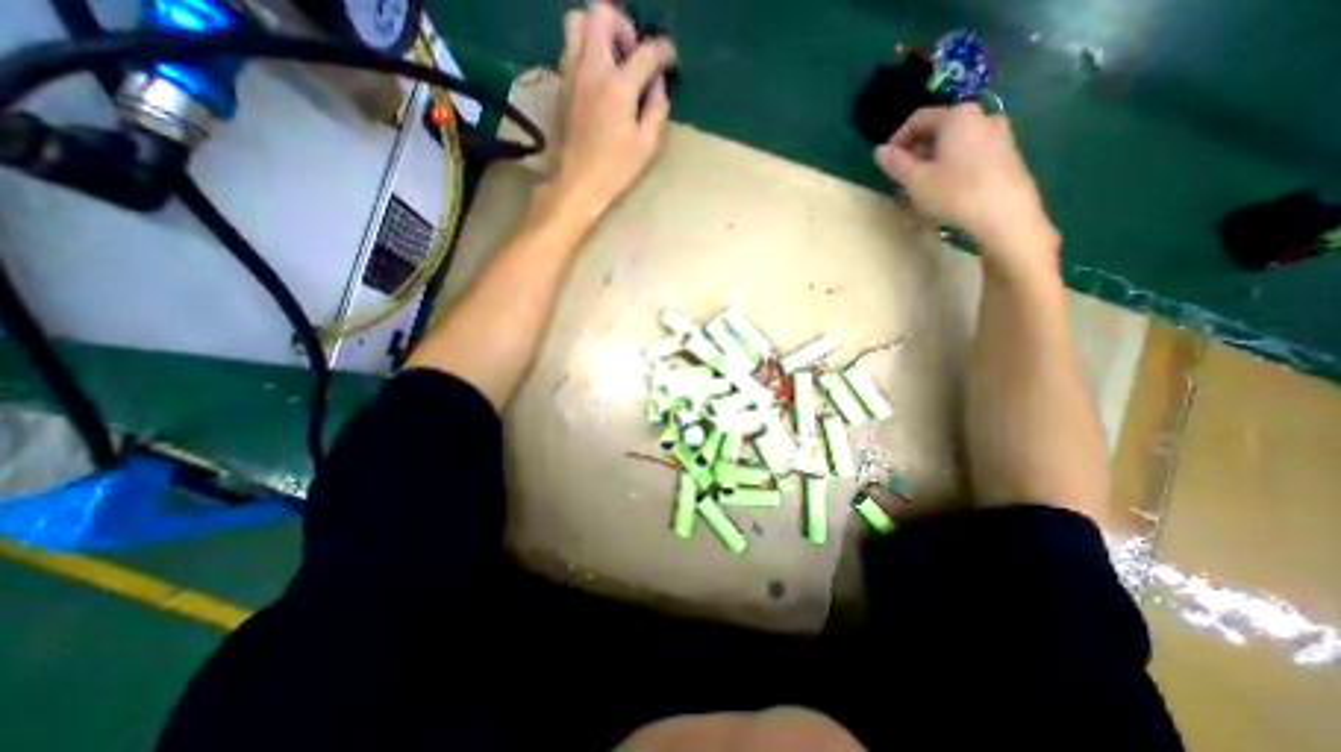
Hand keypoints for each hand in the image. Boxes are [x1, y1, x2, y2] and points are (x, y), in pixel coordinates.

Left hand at [537, 3, 675, 223]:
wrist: (577, 183)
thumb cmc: (615, 169)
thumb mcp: (646, 145)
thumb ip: (656, 109)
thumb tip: (658, 85)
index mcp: (618, 87)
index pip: (646, 52)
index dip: (663, 51)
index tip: (670, 60)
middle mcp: (591, 69)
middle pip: (601, 14)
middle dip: (623, 26)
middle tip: (633, 54)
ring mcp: (572, 74)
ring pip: (577, 22)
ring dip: (599, 31)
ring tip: (613, 60)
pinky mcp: (562, 85)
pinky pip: (570, 48)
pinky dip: (586, 50)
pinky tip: (598, 79)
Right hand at [877, 106, 1065, 277]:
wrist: (1005, 214)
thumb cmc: (954, 193)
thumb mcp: (916, 181)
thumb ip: (896, 163)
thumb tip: (879, 151)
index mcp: (957, 117)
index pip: (918, 119)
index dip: (897, 140)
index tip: (887, 163)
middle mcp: (981, 116)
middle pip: (939, 127)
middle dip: (916, 149)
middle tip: (902, 175)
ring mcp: (999, 133)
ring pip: (955, 140)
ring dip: (934, 158)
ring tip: (923, 183)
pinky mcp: (1007, 152)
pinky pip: (971, 150)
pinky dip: (953, 162)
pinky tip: (947, 186)